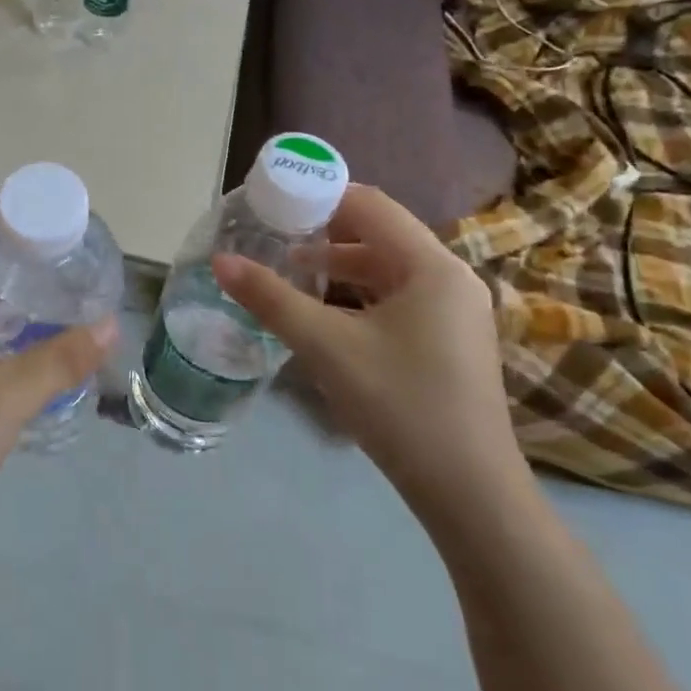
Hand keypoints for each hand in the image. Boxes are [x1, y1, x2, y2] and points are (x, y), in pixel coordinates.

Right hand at [212, 185, 529, 528]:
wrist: (470, 494)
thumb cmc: (400, 405)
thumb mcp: (326, 347)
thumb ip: (271, 299)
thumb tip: (220, 261)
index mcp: (431, 265)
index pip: (370, 205)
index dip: (319, 196)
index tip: (274, 202)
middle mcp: (450, 277)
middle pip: (380, 233)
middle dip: (324, 232)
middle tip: (274, 235)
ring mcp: (455, 311)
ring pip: (389, 268)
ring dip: (340, 265)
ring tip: (291, 270)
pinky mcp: (451, 340)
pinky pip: (400, 297)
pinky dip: (360, 294)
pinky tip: (327, 313)